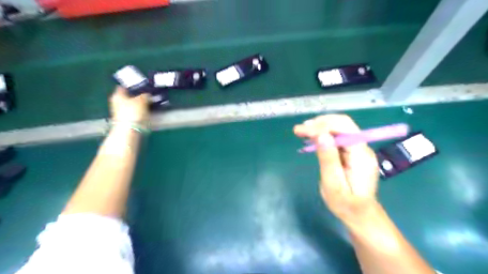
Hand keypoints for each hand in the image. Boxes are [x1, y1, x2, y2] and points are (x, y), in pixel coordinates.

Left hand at [110, 86, 148, 122]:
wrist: (130, 130)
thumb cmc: (133, 111)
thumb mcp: (142, 100)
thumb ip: (145, 96)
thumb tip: (147, 95)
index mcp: (117, 95)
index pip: (123, 87)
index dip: (132, 87)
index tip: (141, 87)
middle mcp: (116, 102)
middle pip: (127, 97)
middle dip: (136, 96)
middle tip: (147, 95)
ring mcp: (120, 112)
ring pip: (131, 105)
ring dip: (138, 104)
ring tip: (149, 104)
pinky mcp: (125, 120)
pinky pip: (133, 113)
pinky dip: (139, 112)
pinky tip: (146, 112)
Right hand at [293, 113, 380, 226]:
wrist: (360, 215)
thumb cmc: (345, 204)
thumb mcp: (333, 185)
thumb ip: (328, 159)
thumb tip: (321, 135)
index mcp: (361, 155)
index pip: (344, 127)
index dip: (322, 125)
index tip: (302, 130)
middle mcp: (362, 147)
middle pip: (343, 124)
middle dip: (320, 123)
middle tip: (299, 129)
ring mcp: (358, 149)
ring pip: (339, 128)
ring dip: (320, 127)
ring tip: (302, 131)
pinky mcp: (352, 153)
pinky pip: (337, 137)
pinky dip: (323, 134)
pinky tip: (312, 138)